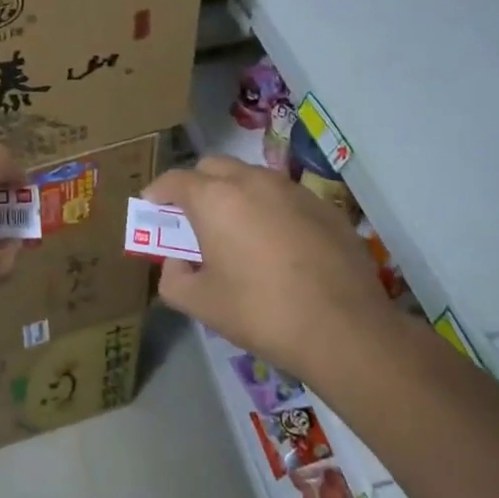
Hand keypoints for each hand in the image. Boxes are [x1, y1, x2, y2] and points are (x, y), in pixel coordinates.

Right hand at [142, 157, 386, 373]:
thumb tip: (178, 262)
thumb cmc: (260, 313)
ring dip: (234, 194)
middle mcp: (252, 181)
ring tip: (237, 231)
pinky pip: (284, 197)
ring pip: (251, 177)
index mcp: (214, 198)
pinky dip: (270, 209)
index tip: (153, 209)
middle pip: (213, 168)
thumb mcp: (199, 304)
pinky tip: (279, 246)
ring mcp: (292, 190)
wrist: (345, 329)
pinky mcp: (324, 207)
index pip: (174, 180)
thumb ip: (173, 277)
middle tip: (194, 219)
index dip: (158, 193)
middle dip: (196, 186)